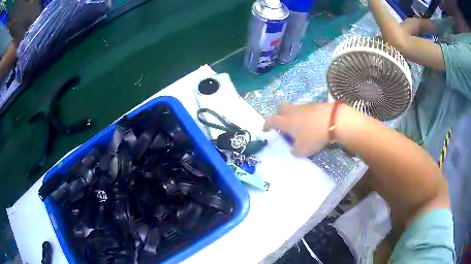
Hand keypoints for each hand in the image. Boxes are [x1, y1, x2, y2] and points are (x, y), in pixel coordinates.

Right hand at [263, 103, 331, 156]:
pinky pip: (304, 109)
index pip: (271, 121)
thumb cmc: (314, 136)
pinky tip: (310, 124)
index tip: (265, 130)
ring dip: (292, 116)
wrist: (333, 121)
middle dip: (279, 115)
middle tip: (283, 125)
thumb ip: (294, 151)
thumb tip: (293, 149)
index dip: (266, 125)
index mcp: (286, 122)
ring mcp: (304, 107)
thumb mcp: (302, 150)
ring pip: (293, 109)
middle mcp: (292, 112)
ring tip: (299, 127)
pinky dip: (304, 116)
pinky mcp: (314, 105)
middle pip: (280, 108)